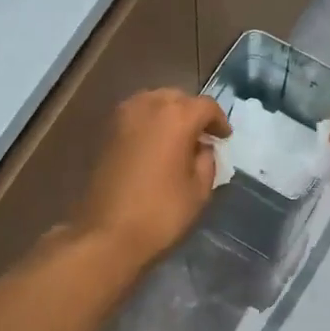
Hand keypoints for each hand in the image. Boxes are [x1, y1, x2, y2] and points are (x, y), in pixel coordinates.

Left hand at [73, 89, 229, 269]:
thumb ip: (206, 160)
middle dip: (192, 113)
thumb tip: (201, 147)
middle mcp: (148, 106)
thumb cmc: (161, 213)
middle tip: (202, 136)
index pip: (206, 106)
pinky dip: (149, 123)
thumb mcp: (199, 191)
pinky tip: (155, 146)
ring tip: (178, 139)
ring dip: (168, 114)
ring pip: (153, 102)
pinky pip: (135, 116)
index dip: (219, 120)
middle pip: (177, 97)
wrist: (106, 233)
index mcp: (176, 117)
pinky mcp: (105, 132)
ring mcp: (122, 116)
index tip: (224, 138)